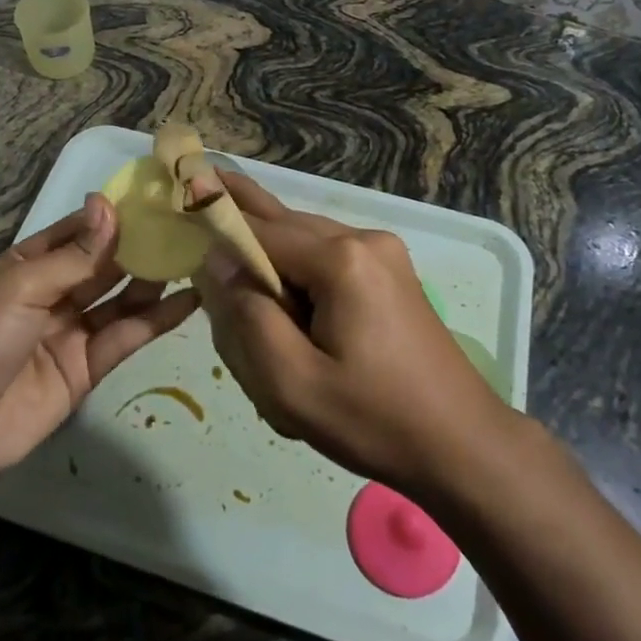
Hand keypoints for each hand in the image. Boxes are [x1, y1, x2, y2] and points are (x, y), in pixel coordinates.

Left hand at [0, 193, 198, 493]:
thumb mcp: (21, 285)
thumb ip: (75, 254)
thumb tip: (109, 204)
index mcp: (28, 264)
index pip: (78, 231)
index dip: (113, 215)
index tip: (156, 197)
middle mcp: (53, 292)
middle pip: (104, 263)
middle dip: (140, 244)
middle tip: (187, 224)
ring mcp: (72, 330)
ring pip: (121, 297)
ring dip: (154, 278)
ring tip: (195, 255)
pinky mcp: (88, 368)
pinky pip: (127, 336)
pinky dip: (158, 319)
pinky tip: (190, 299)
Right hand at [197, 172, 505, 501]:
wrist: (463, 445)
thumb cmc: (374, 420)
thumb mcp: (293, 384)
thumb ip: (247, 316)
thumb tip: (216, 260)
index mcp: (341, 259)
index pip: (259, 230)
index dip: (217, 225)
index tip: (177, 209)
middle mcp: (363, 239)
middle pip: (283, 225)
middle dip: (242, 229)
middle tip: (198, 194)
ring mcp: (382, 253)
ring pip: (305, 241)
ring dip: (271, 257)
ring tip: (235, 268)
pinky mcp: (390, 273)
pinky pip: (327, 259)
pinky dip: (298, 273)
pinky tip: (283, 300)